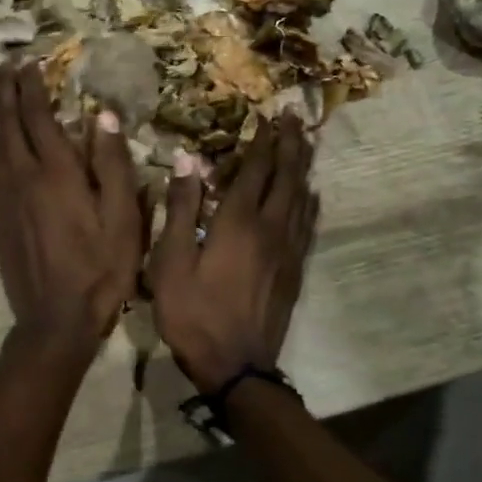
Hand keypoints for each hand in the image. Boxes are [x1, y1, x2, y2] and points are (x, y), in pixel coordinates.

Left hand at [0, 60, 144, 349]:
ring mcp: (5, 198)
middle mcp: (23, 177)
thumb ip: (112, 165)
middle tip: (1, 65)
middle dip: (4, 90)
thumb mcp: (123, 218)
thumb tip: (101, 115)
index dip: (31, 86)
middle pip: (7, 123)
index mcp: (57, 173)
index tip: (28, 61)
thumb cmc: (101, 269)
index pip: (38, 116)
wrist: (56, 319)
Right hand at [150, 112, 318, 393]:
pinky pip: (307, 224)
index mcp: (238, 223)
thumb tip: (187, 160)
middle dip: (290, 144)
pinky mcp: (294, 270)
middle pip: (286, 177)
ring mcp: (287, 250)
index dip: (261, 141)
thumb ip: (180, 209)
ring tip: (305, 144)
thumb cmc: (193, 313)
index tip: (267, 116)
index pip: (254, 170)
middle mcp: (270, 228)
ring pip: (301, 198)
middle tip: (295, 118)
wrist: (235, 365)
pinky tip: (310, 194)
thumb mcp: (171, 261)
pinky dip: (309, 202)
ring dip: (302, 167)